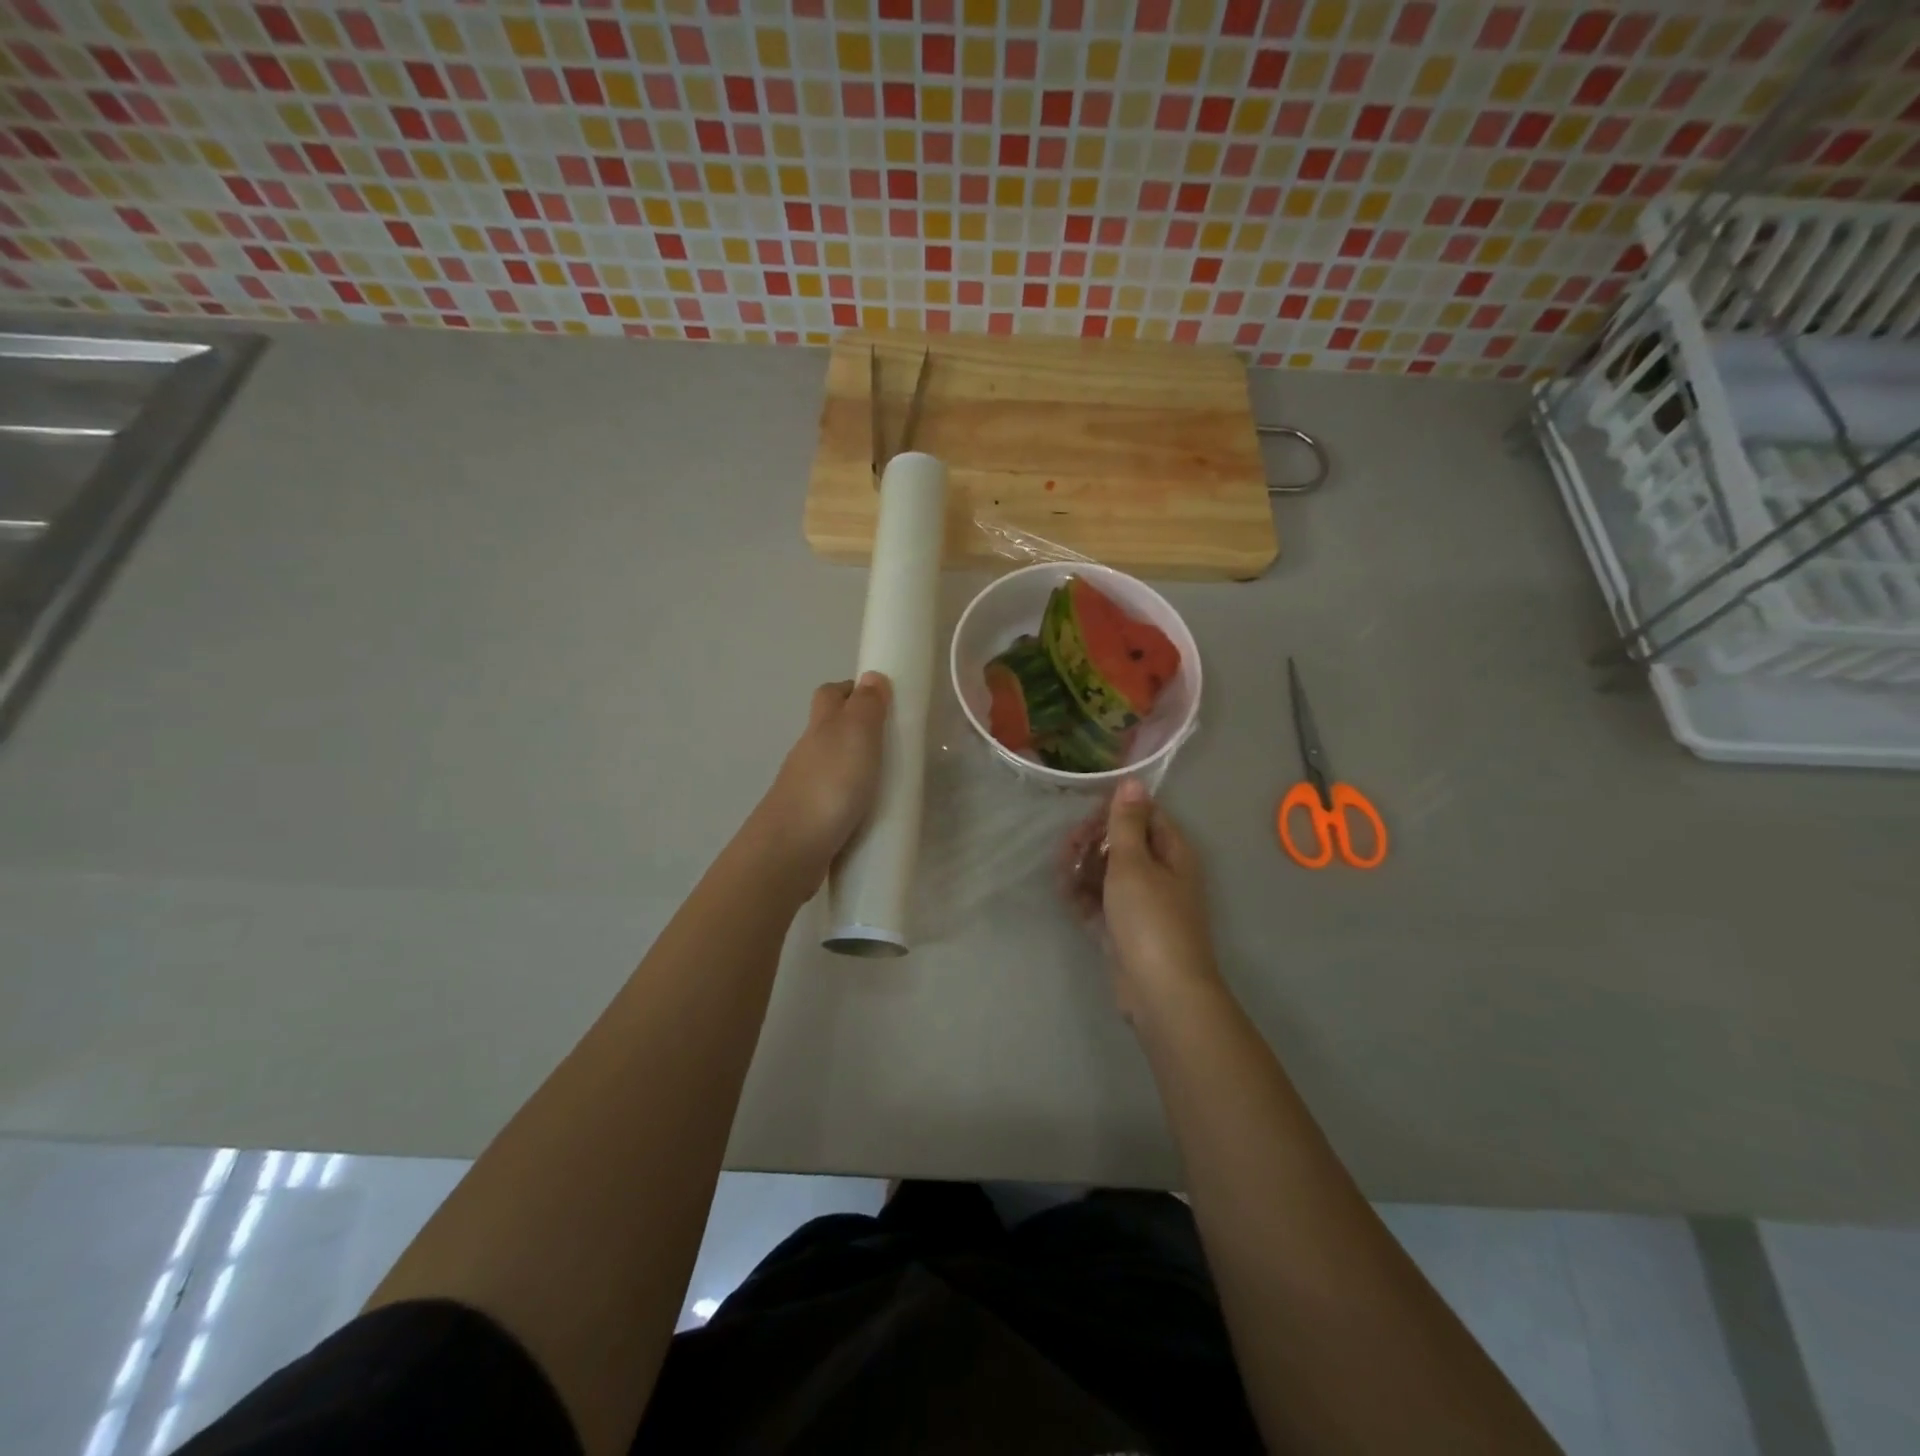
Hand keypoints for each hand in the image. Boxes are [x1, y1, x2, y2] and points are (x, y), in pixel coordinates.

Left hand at [756, 673, 891, 883]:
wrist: (791, 849)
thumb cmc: (830, 784)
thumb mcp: (856, 735)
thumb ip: (866, 706)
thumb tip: (871, 676)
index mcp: (821, 727)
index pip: (830, 695)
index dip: (852, 690)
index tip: (881, 698)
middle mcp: (809, 753)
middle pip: (829, 729)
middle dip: (856, 729)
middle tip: (892, 740)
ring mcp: (806, 788)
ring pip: (831, 766)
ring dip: (854, 766)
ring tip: (888, 779)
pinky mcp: (810, 820)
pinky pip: (833, 799)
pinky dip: (850, 798)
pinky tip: (869, 812)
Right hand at [1059, 779, 1219, 1023]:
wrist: (1159, 991)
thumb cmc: (1150, 919)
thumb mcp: (1134, 863)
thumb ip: (1128, 822)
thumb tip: (1133, 780)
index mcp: (1173, 854)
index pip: (1147, 816)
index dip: (1117, 810)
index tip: (1087, 813)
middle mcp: (1160, 875)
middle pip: (1124, 845)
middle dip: (1094, 840)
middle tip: (1068, 844)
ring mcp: (1140, 905)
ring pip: (1108, 873)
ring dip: (1083, 866)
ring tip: (1061, 868)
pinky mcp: (1122, 930)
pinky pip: (1099, 902)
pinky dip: (1082, 895)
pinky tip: (1062, 889)